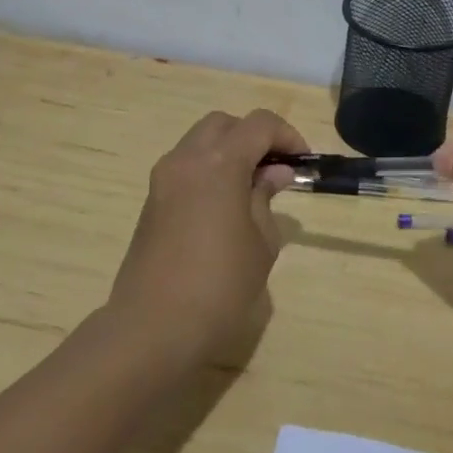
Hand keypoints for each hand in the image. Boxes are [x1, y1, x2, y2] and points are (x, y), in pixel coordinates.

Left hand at [107, 109, 308, 364]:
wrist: (153, 328)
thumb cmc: (220, 285)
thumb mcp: (261, 242)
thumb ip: (266, 198)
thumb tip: (273, 174)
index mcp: (219, 163)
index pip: (259, 124)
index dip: (287, 135)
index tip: (301, 162)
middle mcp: (186, 160)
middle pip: (224, 124)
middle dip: (253, 136)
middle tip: (276, 169)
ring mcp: (163, 180)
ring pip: (199, 142)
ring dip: (228, 152)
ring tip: (252, 188)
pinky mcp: (151, 202)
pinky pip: (185, 168)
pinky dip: (209, 170)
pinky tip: (225, 206)